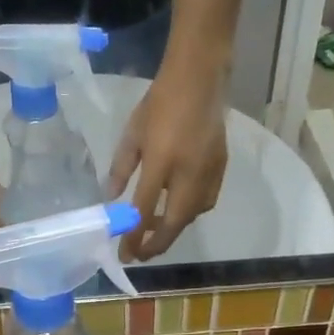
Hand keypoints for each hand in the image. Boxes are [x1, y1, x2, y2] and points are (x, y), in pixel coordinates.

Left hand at [108, 62, 228, 260]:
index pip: (144, 209)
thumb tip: (112, 198)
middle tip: (140, 255)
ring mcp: (208, 172)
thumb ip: (121, 168)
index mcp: (162, 161)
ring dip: (173, 229)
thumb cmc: (159, 103)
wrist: (199, 80)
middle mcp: (188, 173)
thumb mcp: (131, 133)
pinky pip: (206, 202)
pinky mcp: (221, 168)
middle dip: (157, 244)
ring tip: (154, 229)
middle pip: (174, 222)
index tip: (124, 254)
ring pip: (192, 215)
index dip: (133, 237)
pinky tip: (177, 208)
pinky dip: (190, 213)